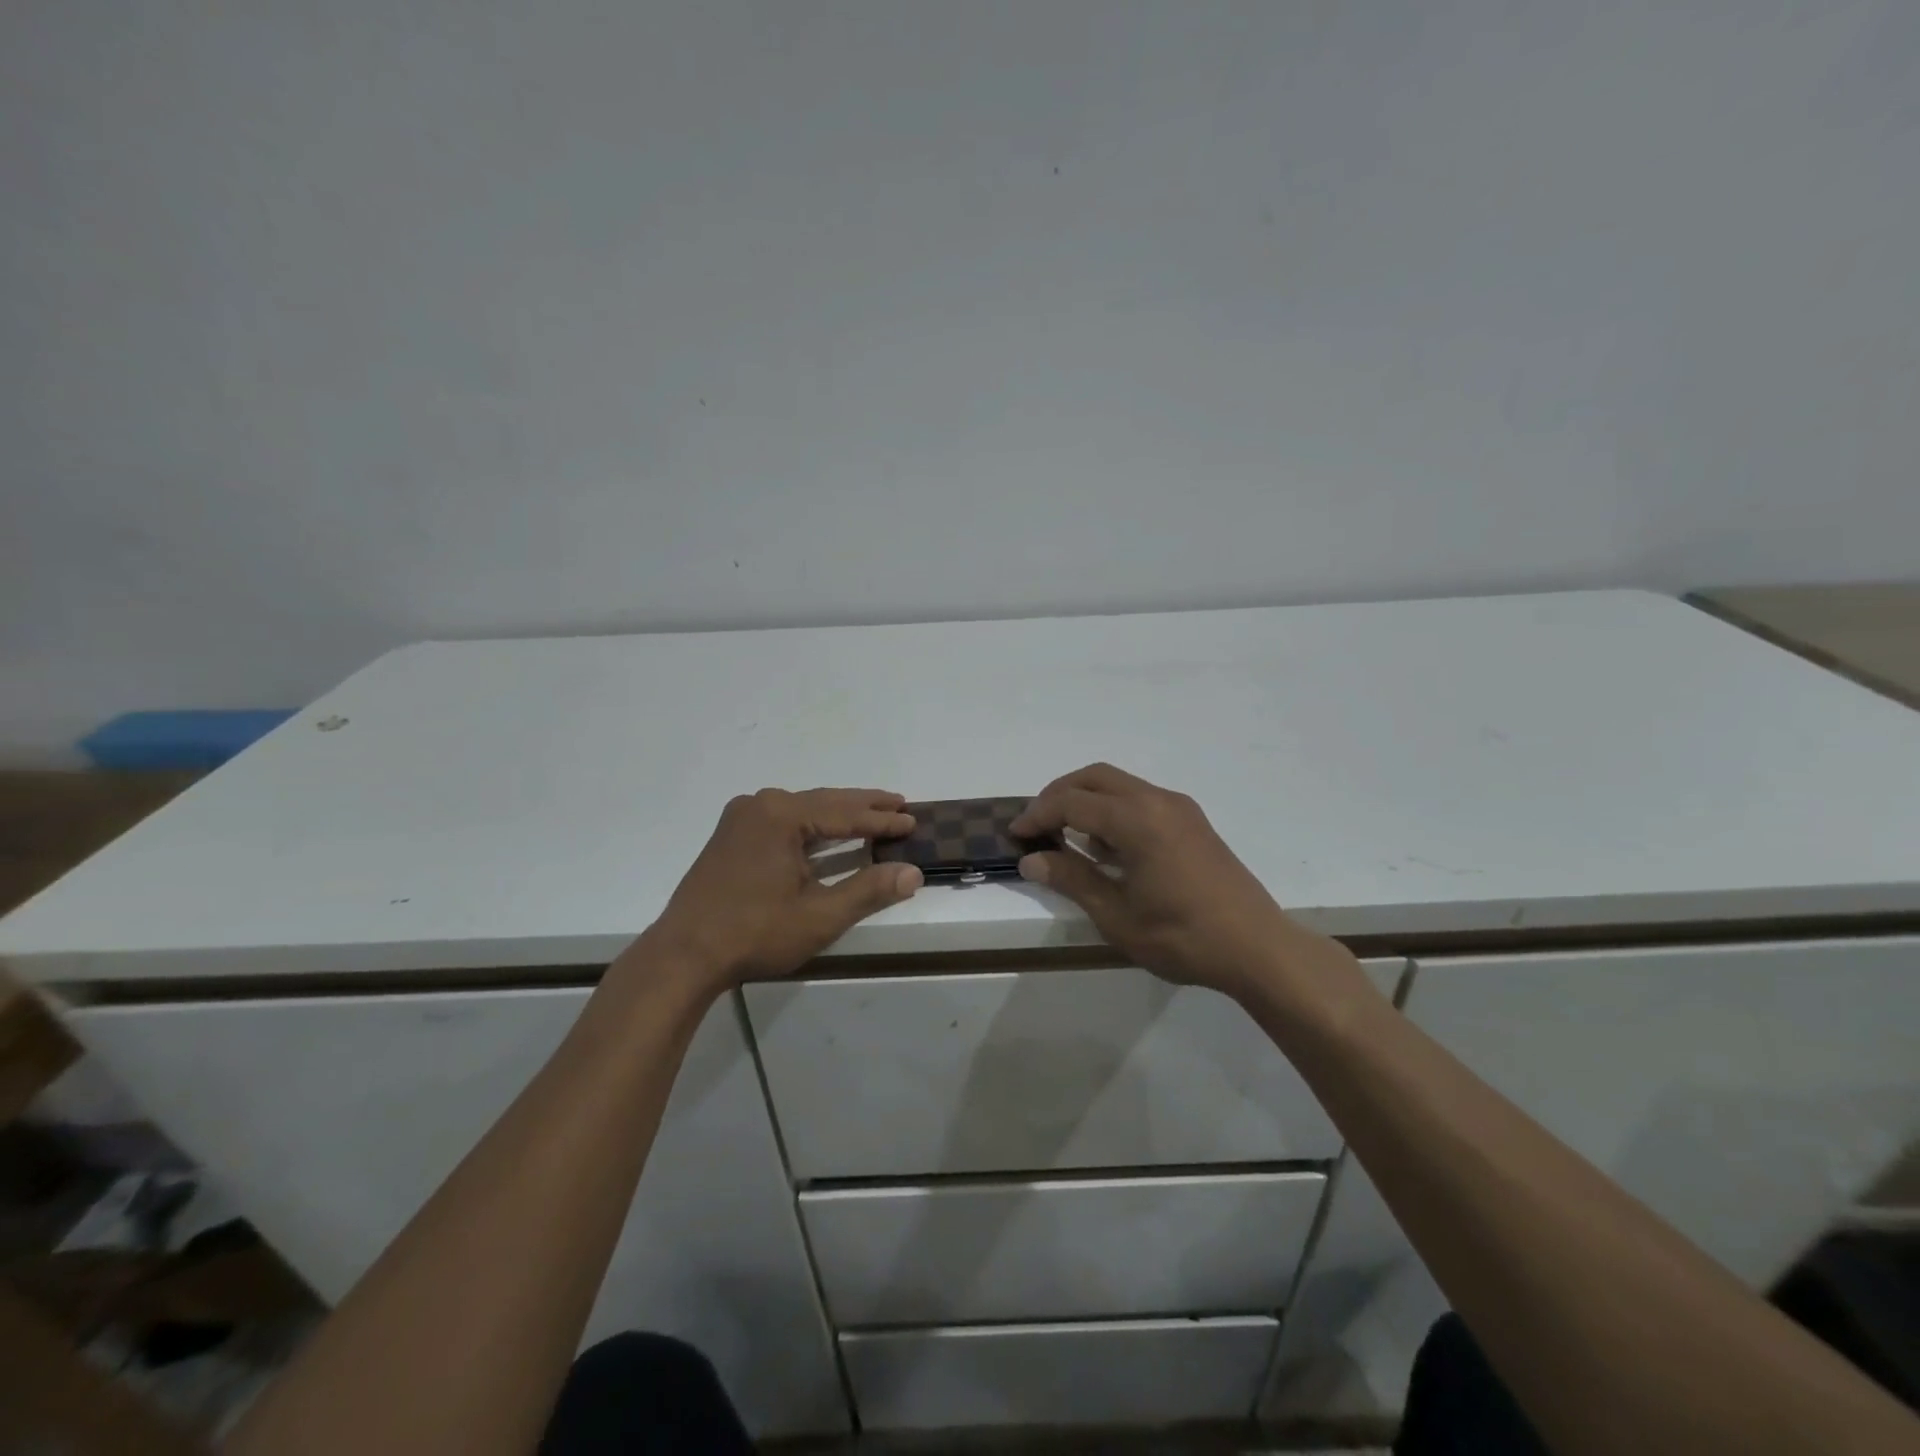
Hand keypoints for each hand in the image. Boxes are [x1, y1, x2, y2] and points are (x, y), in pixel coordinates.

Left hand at [644, 788, 921, 992]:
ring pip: (804, 810)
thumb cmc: (754, 933)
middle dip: (863, 806)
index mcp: (781, 814)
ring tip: (873, 814)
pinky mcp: (731, 836)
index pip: (844, 813)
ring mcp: (741, 818)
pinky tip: (828, 833)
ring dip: (838, 814)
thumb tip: (912, 873)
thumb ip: (868, 890)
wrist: (683, 956)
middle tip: (900, 803)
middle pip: (824, 802)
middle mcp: (760, 805)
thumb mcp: (819, 916)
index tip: (913, 819)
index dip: (881, 819)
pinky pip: (784, 821)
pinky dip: (812, 826)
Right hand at [1012, 763, 1313, 1002]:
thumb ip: (1072, 879)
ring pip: (1119, 785)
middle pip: (1094, 777)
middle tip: (1036, 824)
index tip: (1016, 833)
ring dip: (1087, 800)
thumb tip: (1032, 858)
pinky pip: (1140, 800)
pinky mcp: (1192, 821)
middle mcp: (1157, 800)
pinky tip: (1107, 847)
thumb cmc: (1182, 936)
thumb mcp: (1117, 915)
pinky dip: (1113, 810)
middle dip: (1059, 794)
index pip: (1072, 802)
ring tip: (1066, 836)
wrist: (1258, 948)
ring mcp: (1179, 808)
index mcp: (1136, 819)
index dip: (1038, 814)